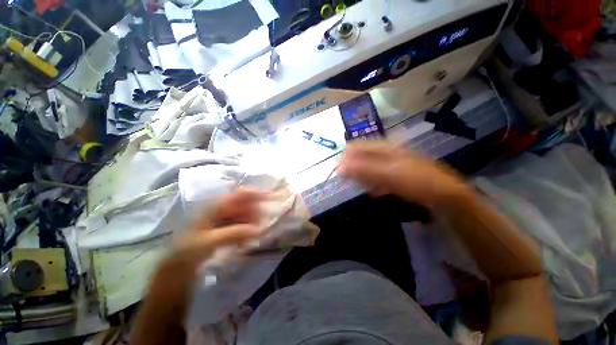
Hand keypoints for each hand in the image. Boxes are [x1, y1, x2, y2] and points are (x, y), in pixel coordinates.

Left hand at [148, 189, 264, 306]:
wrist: (175, 268)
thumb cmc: (187, 251)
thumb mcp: (208, 241)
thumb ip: (233, 233)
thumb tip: (258, 230)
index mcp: (212, 208)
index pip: (236, 195)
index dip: (252, 194)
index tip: (266, 197)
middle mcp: (218, 211)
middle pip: (241, 205)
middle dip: (253, 212)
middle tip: (261, 223)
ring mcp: (220, 220)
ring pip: (241, 216)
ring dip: (249, 224)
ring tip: (254, 235)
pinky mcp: (222, 230)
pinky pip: (238, 226)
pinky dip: (244, 232)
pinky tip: (244, 243)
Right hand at [340, 141, 471, 205]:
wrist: (445, 195)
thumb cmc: (416, 181)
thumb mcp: (388, 175)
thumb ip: (363, 170)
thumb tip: (341, 166)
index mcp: (384, 148)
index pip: (357, 147)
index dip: (346, 158)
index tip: (338, 172)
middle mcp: (386, 153)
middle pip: (362, 158)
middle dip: (354, 170)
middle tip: (350, 182)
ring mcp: (391, 164)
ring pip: (369, 168)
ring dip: (363, 179)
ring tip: (364, 188)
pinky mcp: (395, 175)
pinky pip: (378, 177)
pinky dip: (374, 185)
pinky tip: (375, 192)